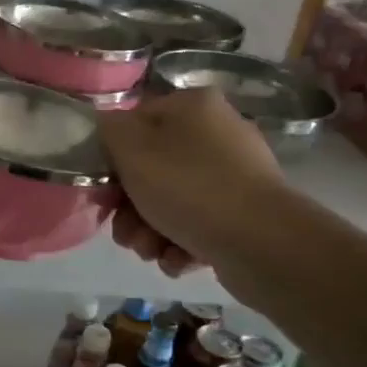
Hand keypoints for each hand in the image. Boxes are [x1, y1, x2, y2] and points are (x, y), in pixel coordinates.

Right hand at [96, 89, 288, 279]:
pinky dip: (182, 244)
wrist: (262, 244)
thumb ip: (109, 131)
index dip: (113, 158)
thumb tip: (109, 128)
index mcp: (193, 106)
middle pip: (153, 168)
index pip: (136, 123)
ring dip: (150, 230)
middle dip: (130, 207)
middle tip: (125, 233)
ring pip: (173, 200)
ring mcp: (236, 175)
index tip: (104, 190)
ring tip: (150, 251)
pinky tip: (178, 260)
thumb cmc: (189, 187)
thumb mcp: (132, 151)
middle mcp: (218, 133)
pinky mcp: (245, 214)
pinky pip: (199, 224)